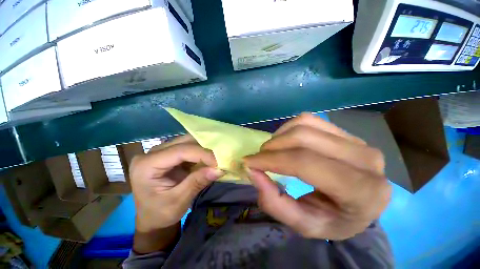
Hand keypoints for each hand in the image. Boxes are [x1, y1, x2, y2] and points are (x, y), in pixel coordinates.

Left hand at [130, 135, 223, 231]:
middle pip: (183, 142)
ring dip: (203, 149)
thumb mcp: (178, 202)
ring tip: (215, 158)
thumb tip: (219, 169)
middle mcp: (151, 153)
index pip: (180, 151)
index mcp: (146, 165)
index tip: (218, 162)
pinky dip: (200, 152)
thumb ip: (197, 182)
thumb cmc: (160, 214)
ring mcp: (160, 152)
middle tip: (219, 159)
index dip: (202, 154)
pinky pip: (188, 147)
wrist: (151, 218)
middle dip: (204, 149)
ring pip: (187, 142)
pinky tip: (208, 159)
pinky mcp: (169, 154)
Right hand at [244, 113, 390, 239]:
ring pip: (305, 124)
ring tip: (271, 150)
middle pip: (304, 138)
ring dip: (279, 136)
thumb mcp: (302, 224)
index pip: (305, 163)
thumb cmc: (333, 219)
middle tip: (258, 157)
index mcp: (362, 191)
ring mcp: (356, 140)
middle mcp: (365, 160)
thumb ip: (275, 202)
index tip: (249, 162)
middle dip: (273, 146)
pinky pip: (309, 120)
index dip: (272, 160)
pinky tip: (284, 141)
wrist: (358, 203)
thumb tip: (252, 172)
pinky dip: (288, 128)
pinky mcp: (345, 131)